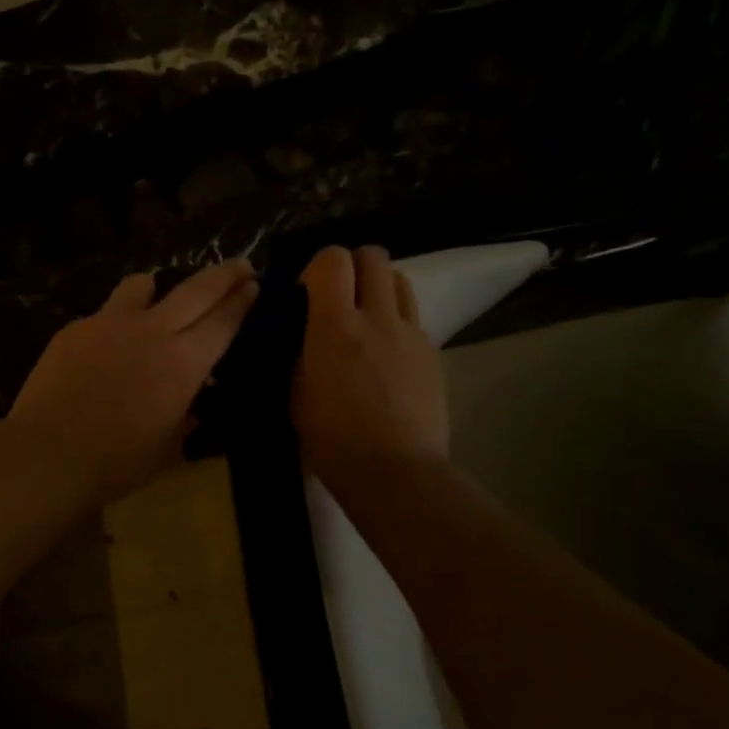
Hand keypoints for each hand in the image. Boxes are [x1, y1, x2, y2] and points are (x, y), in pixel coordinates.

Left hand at [8, 259, 258, 505]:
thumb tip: (194, 402)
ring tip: (156, 293)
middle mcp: (153, 332)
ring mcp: (110, 324)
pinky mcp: (76, 328)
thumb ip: (185, 416)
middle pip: (196, 291)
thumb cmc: (117, 462)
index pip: (222, 322)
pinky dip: (115, 321)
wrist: (48, 453)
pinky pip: (104, 313)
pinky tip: (105, 344)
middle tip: (240, 264)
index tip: (253, 285)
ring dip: (158, 287)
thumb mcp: (168, 447)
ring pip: (142, 286)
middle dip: (223, 275)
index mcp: (184, 364)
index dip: (241, 302)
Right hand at [291, 246, 448, 483]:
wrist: (395, 472)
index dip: (317, 267)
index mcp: (335, 326)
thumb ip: (299, 352)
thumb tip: (303, 333)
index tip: (306, 294)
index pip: (333, 259)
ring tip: (366, 318)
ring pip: (400, 280)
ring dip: (379, 288)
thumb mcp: (296, 394)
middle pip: (373, 256)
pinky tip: (386, 355)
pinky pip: (413, 318)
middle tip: (338, 298)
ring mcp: (411, 333)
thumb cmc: (333, 440)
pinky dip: (396, 322)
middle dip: (352, 267)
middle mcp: (378, 317)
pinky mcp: (433, 353)